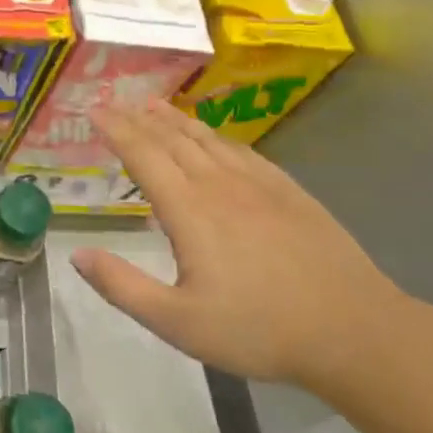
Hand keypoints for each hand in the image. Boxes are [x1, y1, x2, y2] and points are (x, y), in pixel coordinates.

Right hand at [71, 101, 408, 389]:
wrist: (355, 331)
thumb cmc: (259, 330)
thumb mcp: (178, 322)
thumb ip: (123, 287)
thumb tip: (77, 255)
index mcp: (189, 210)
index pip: (143, 154)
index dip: (115, 129)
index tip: (93, 109)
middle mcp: (220, 184)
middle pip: (171, 139)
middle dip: (137, 118)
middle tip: (114, 101)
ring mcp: (259, 184)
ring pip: (207, 138)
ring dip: (174, 119)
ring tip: (152, 105)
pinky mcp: (289, 191)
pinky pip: (242, 150)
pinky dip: (215, 135)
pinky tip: (212, 137)